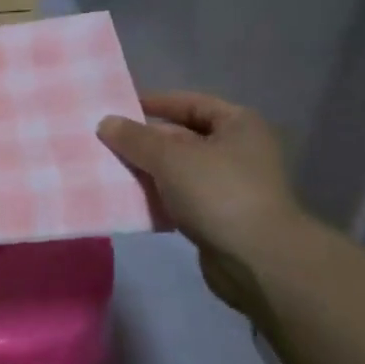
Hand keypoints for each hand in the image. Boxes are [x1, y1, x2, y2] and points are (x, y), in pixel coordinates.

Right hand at [98, 92, 306, 314]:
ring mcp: (231, 186)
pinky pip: (181, 199)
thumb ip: (135, 138)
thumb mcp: (170, 157)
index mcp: (238, 124)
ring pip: (179, 170)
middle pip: (182, 137)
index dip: (155, 103)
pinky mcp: (220, 218)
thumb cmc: (218, 192)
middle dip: (145, 142)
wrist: (258, 261)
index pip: (189, 103)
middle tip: (107, 143)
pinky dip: (159, 198)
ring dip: (148, 171)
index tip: (119, 109)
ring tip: (110, 171)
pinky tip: (130, 201)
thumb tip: (105, 122)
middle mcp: (238, 150)